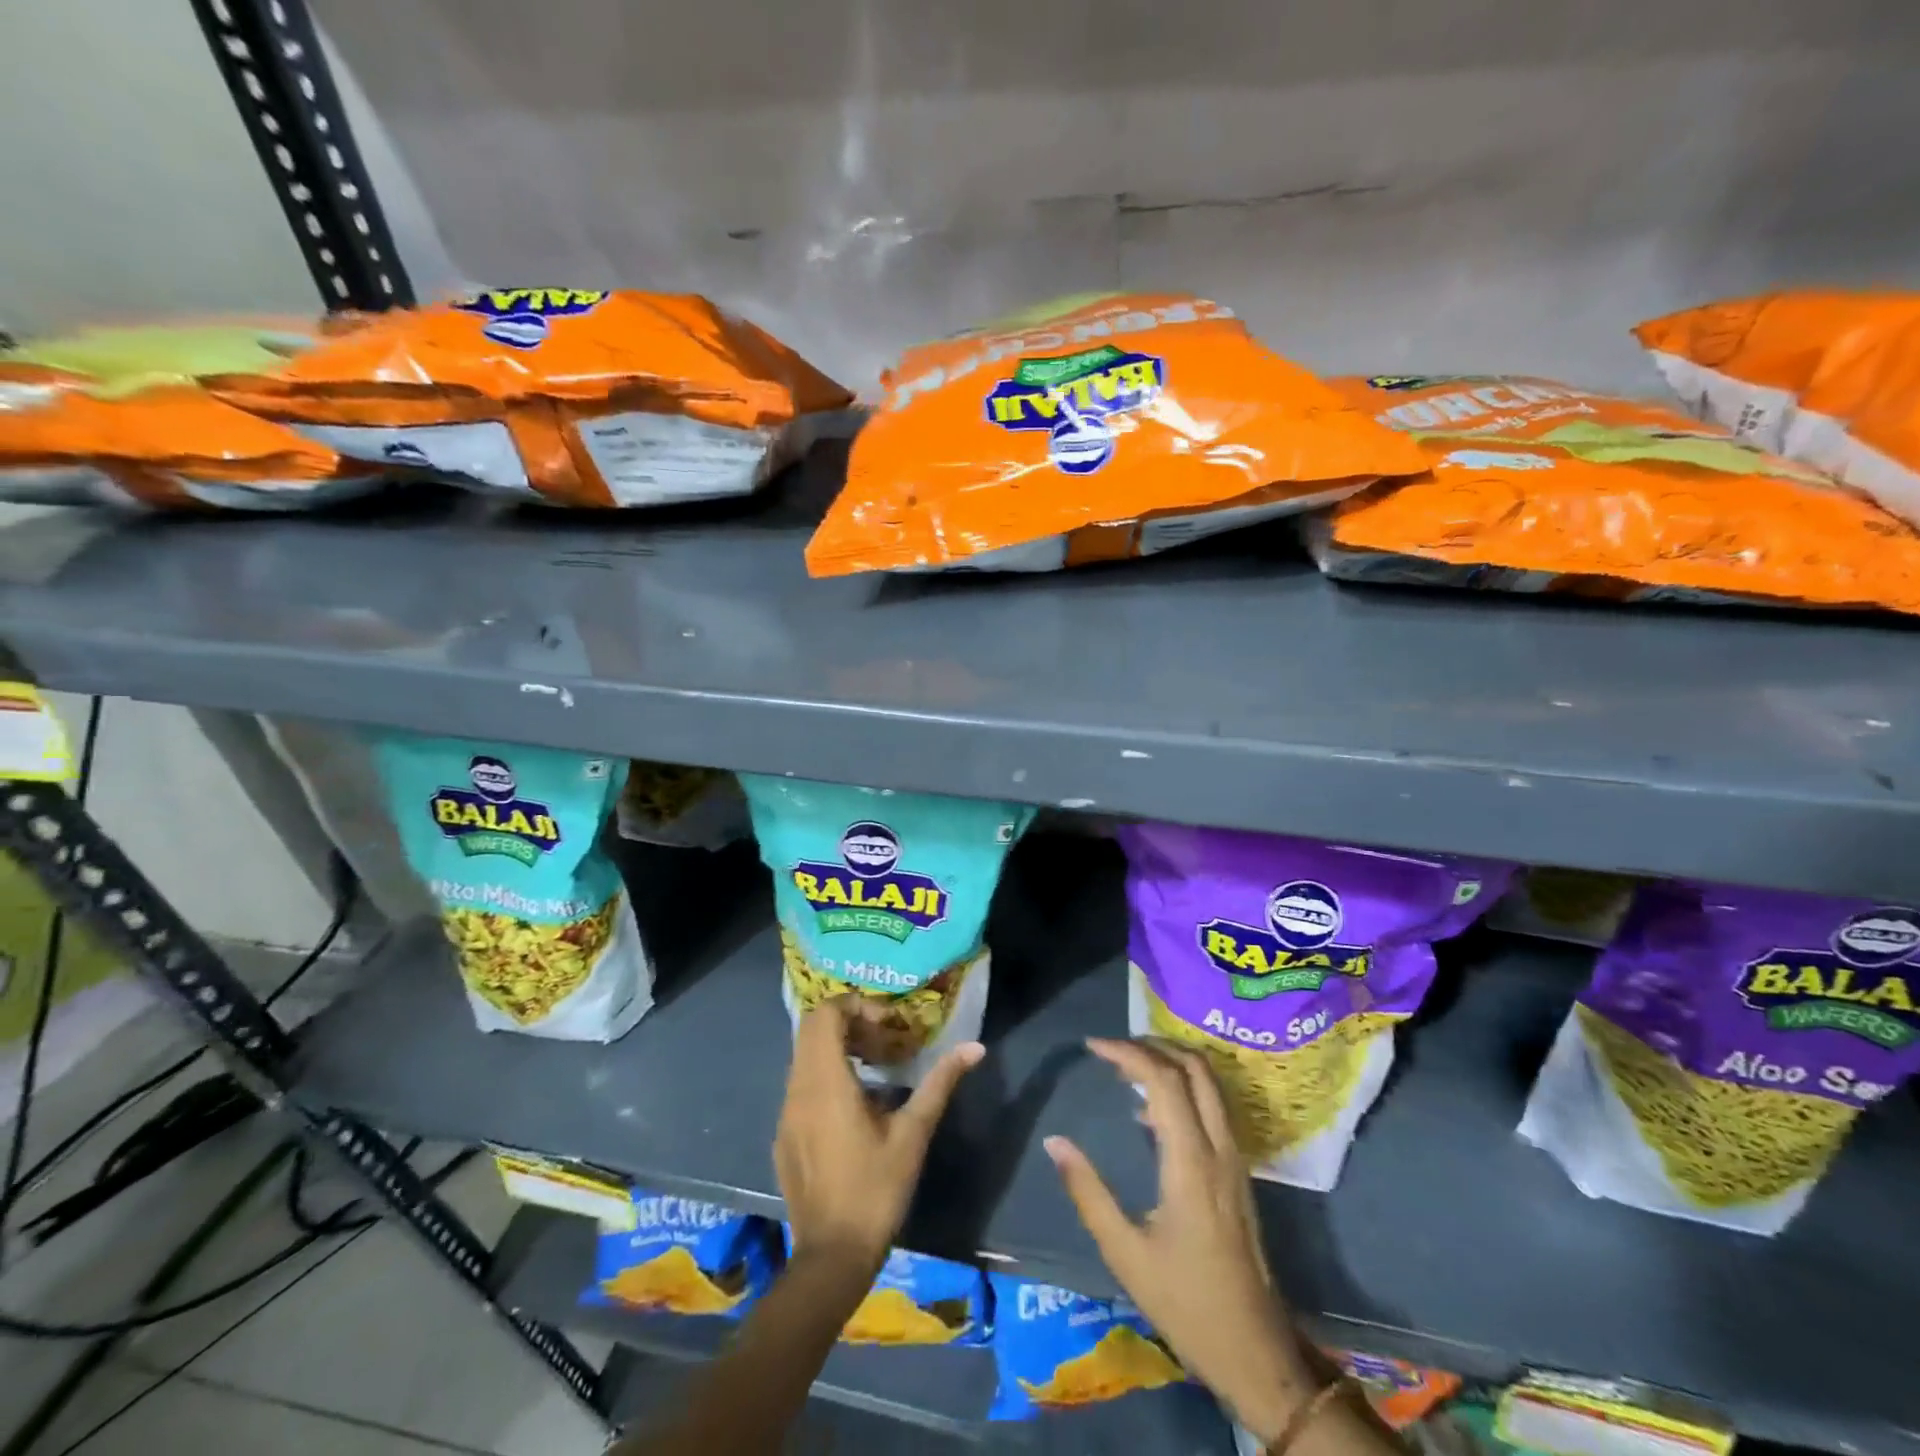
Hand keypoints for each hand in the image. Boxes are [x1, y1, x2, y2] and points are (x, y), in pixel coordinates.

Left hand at [775, 997, 982, 1275]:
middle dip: (849, 1024)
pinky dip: (826, 1075)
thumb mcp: (913, 1134)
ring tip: (876, 1070)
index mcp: (826, 1083)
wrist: (831, 1258)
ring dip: (838, 1049)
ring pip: (805, 1056)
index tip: (887, 1027)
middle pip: (812, 1029)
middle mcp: (798, 1089)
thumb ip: (940, 1083)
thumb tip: (975, 1047)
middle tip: (884, 1044)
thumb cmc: (876, 1191)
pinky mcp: (784, 1134)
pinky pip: (801, 1084)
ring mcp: (786, 1113)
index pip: (825, 1015)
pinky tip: (855, 1107)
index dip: (856, 1007)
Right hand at [1045, 1038, 1313, 1443]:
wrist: (1255, 1350)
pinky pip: (1213, 1106)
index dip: (1128, 1053)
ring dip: (1171, 1061)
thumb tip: (1054, 1142)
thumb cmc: (1185, 1302)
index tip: (1093, 1047)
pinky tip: (1149, 1112)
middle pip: (1195, 1067)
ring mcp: (1235, 1157)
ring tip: (1127, 1069)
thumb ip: (1088, 1192)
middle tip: (1113, 1048)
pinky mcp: (1238, 1170)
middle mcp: (1219, 1147)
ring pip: (1210, 1082)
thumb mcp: (1125, 1252)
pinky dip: (1183, 1086)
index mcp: (1191, 1161)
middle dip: (1153, 1045)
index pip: (1165, 1080)